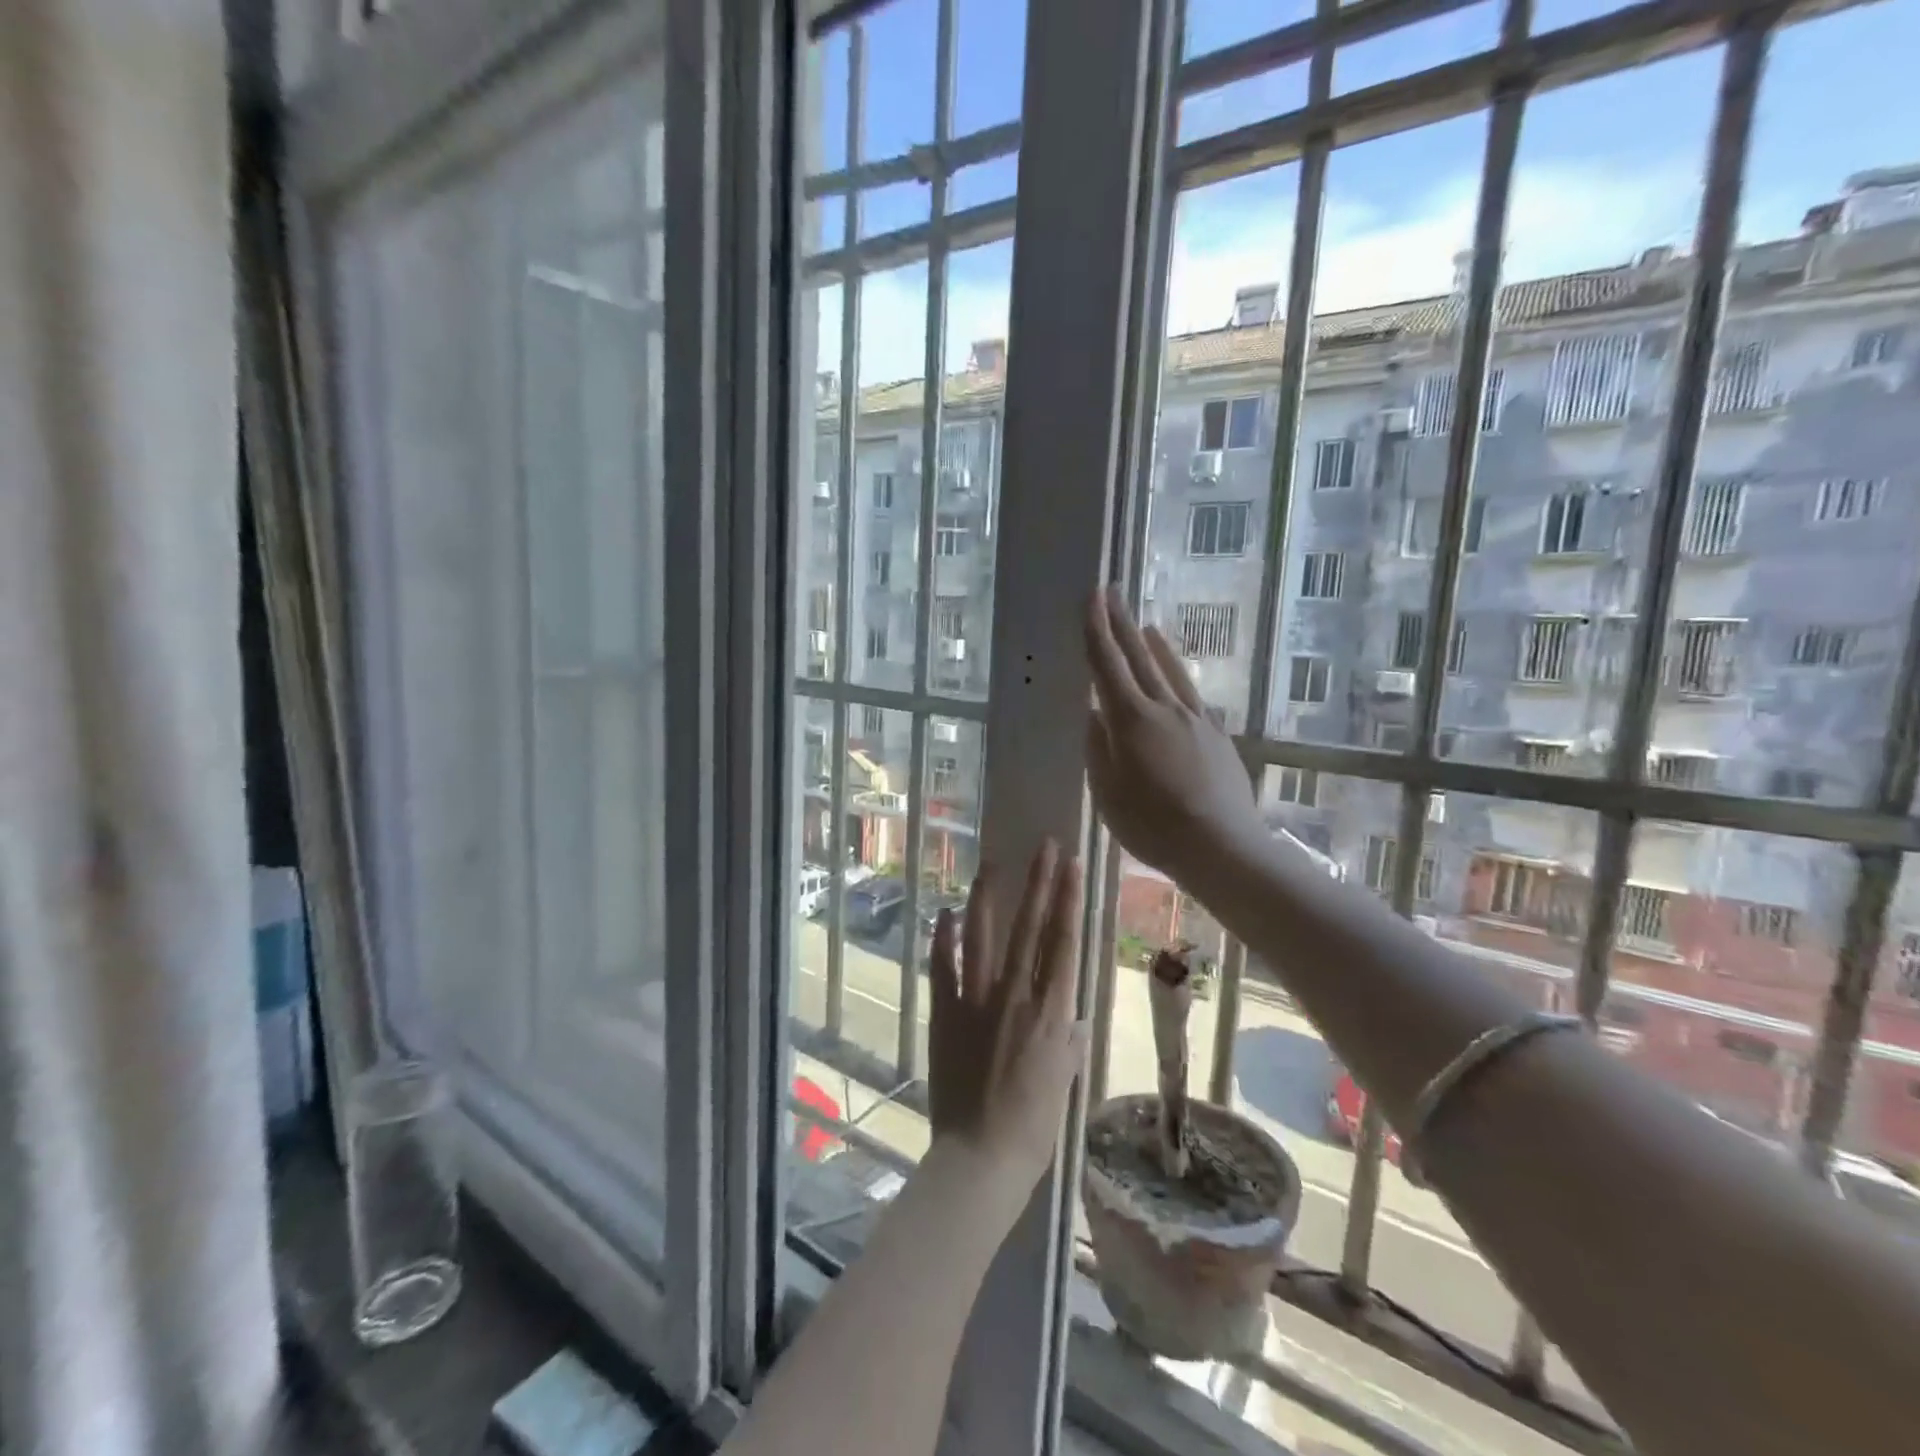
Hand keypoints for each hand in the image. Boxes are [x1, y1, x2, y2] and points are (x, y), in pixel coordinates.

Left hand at [927, 841, 1088, 1198]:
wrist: (980, 1158)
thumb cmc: (1033, 1127)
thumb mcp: (1063, 1083)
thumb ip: (1067, 1043)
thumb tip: (1071, 1018)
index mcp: (1052, 1012)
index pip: (1064, 943)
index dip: (1069, 900)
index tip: (1072, 865)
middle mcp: (1016, 997)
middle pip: (1030, 928)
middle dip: (1039, 883)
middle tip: (1045, 846)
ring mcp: (977, 1002)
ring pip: (984, 938)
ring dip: (989, 898)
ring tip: (993, 864)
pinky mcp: (946, 1013)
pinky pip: (944, 969)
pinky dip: (944, 939)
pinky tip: (946, 913)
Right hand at [1084, 587, 1264, 879]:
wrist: (1221, 845)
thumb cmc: (1153, 825)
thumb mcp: (1108, 793)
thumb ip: (1098, 749)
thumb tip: (1094, 715)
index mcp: (1131, 720)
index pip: (1108, 666)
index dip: (1097, 630)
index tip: (1092, 597)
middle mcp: (1165, 709)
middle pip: (1139, 658)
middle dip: (1121, 624)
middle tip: (1112, 593)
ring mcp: (1195, 719)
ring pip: (1170, 672)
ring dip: (1153, 646)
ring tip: (1143, 626)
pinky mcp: (1216, 735)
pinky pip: (1190, 693)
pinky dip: (1177, 675)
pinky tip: (1175, 676)